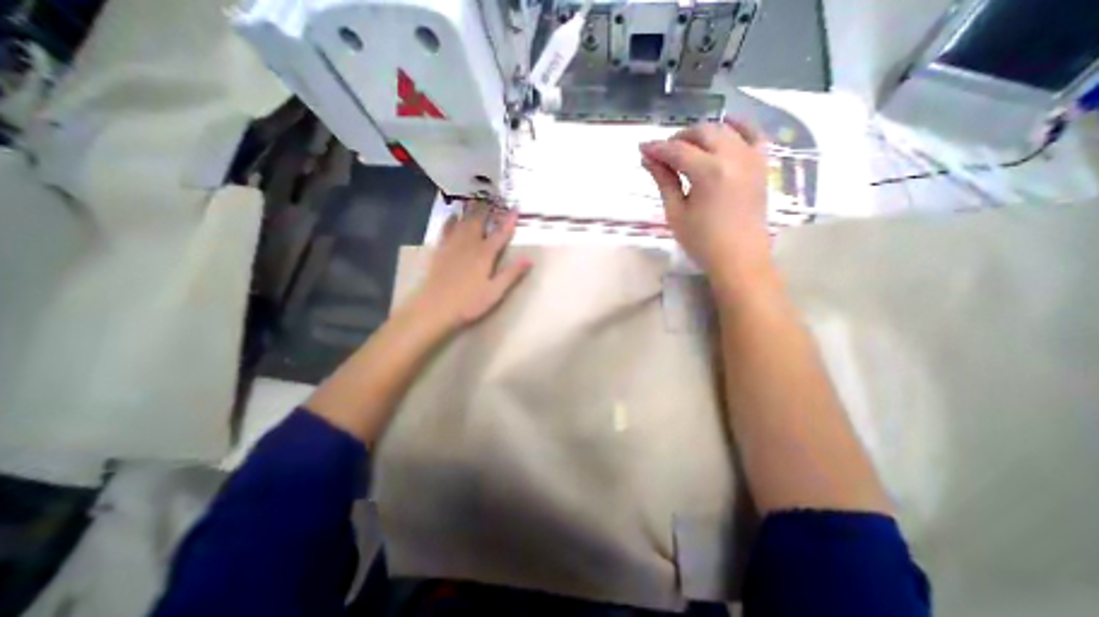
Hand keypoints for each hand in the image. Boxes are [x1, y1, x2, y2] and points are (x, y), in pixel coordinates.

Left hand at [412, 200, 532, 330]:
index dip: (509, 221)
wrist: (434, 308)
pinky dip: (450, 220)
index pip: (500, 234)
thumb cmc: (468, 303)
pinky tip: (452, 216)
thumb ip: (512, 274)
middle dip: (487, 208)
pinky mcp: (440, 251)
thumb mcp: (495, 292)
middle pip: (479, 222)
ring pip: (463, 222)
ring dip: (470, 210)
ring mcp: (452, 246)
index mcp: (485, 255)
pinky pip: (446, 230)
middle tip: (493, 196)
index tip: (515, 208)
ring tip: (475, 199)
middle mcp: (469, 245)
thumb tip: (530, 259)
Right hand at [637, 118, 770, 296]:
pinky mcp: (762, 165)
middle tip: (662, 153)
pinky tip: (727, 126)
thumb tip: (648, 159)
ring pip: (725, 130)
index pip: (677, 151)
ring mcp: (752, 158)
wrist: (739, 258)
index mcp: (709, 172)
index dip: (657, 148)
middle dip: (679, 138)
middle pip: (702, 133)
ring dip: (702, 133)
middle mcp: (733, 157)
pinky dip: (739, 126)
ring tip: (687, 147)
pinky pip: (754, 134)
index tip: (642, 149)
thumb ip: (664, 181)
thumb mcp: (676, 213)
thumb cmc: (702, 241)